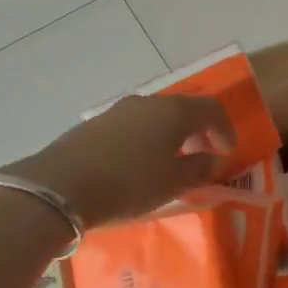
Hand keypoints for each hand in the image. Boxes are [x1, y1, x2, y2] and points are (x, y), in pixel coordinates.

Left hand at [11, 95, 233, 229]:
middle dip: (198, 131)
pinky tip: (139, 163)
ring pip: (156, 116)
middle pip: (183, 109)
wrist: (60, 186)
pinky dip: (147, 138)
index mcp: (174, 111)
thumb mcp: (172, 183)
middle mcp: (149, 102)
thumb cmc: (129, 183)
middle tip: (204, 155)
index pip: (211, 109)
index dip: (224, 129)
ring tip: (171, 161)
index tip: (227, 152)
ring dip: (171, 134)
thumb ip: (198, 169)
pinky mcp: (96, 123)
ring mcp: (120, 110)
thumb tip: (212, 159)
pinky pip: (134, 125)